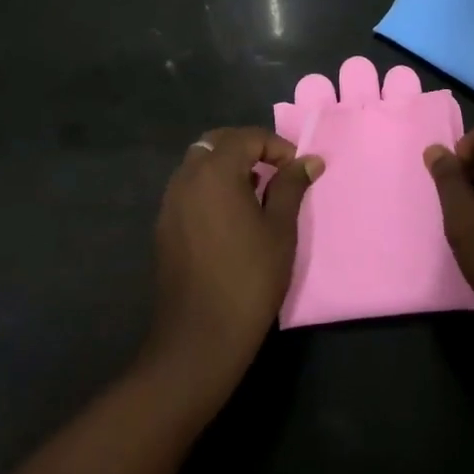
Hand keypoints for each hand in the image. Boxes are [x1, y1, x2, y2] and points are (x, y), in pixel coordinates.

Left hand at [146, 127, 321, 398]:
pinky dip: (211, 187)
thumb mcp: (280, 228)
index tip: (297, 170)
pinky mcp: (164, 226)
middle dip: (248, 148)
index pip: (247, 137)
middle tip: (275, 171)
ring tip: (256, 192)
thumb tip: (309, 160)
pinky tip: (231, 216)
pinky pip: (189, 188)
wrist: (199, 337)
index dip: (276, 147)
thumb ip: (291, 186)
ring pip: (199, 164)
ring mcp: (170, 202)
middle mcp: (186, 178)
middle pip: (217, 142)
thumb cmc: (249, 278)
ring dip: (227, 166)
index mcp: (215, 172)